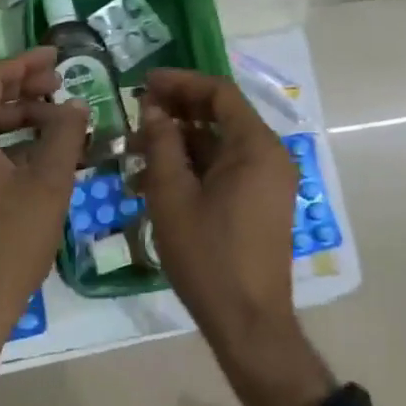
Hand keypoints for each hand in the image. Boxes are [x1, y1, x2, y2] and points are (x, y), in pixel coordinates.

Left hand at [0, 48, 88, 404]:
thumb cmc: (10, 241)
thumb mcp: (47, 183)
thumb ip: (64, 134)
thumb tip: (76, 104)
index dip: (24, 64)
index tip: (56, 56)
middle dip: (24, 89)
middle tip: (62, 84)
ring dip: (21, 117)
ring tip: (60, 118)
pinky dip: (13, 144)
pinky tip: (45, 152)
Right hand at [139, 68, 300, 344]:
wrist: (248, 323)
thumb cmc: (208, 256)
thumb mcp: (173, 195)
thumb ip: (161, 143)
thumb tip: (152, 107)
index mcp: (256, 146)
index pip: (219, 92)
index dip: (180, 82)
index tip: (144, 83)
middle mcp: (269, 155)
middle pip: (221, 114)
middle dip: (177, 109)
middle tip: (137, 111)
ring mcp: (267, 180)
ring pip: (219, 143)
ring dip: (180, 140)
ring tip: (136, 147)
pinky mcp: (260, 201)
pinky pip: (226, 168)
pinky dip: (194, 165)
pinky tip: (156, 177)